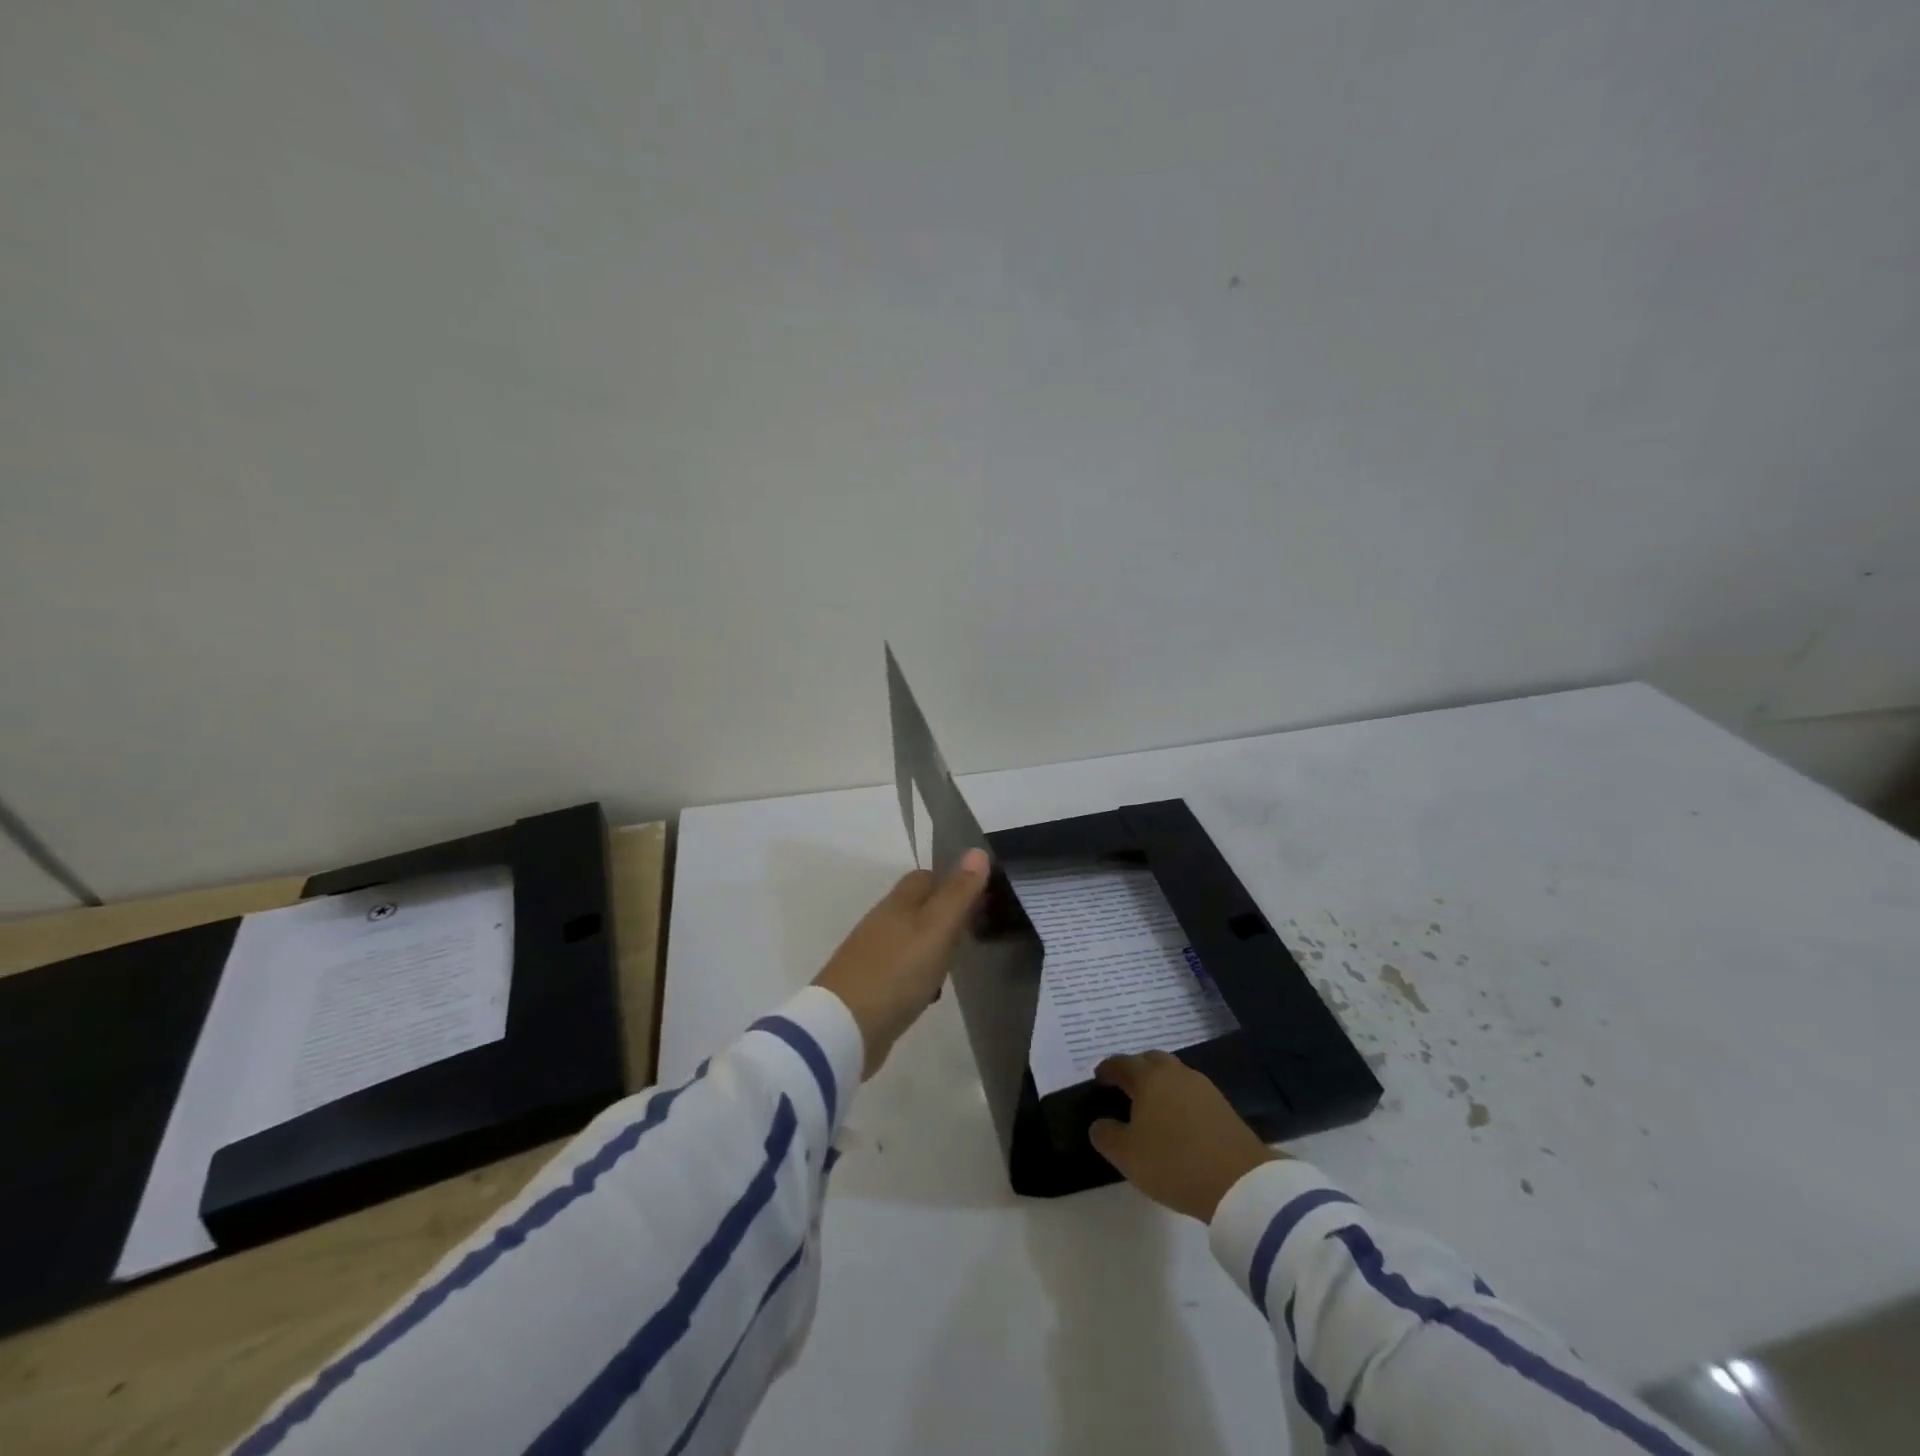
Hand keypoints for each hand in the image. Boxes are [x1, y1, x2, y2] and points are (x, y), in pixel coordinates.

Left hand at [814, 848, 990, 1077]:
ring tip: (958, 963)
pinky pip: (902, 968)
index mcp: (898, 902)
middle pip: (918, 907)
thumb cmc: (897, 971)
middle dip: (945, 915)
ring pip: (911, 938)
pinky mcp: (870, 984)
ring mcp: (873, 953)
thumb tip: (978, 850)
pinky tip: (930, 990)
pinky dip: (919, 973)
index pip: (926, 877)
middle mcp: (882, 921)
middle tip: (975, 931)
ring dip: (933, 946)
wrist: (844, 1027)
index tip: (980, 897)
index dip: (952, 882)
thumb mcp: (937, 929)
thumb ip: (958, 892)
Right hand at [1088, 1050, 1282, 1221]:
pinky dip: (1179, 1098)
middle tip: (1125, 1087)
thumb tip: (1099, 1124)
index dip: (1107, 1069)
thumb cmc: (1174, 1162)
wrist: (1239, 1182)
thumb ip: (1106, 1136)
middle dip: (1136, 1069)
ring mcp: (1203, 1087)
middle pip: (1151, 1060)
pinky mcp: (1223, 1106)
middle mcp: (1176, 1073)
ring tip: (1151, 1104)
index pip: (1122, 1063)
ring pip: (1174, 1074)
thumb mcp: (1127, 1156)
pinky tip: (1177, 1119)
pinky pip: (1191, 1092)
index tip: (1099, 1079)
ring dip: (1160, 1083)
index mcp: (1149, 1078)